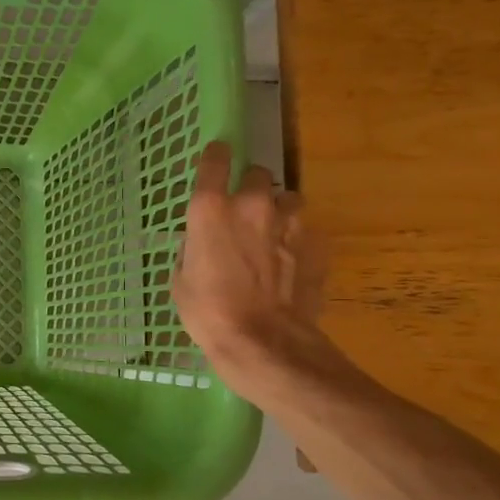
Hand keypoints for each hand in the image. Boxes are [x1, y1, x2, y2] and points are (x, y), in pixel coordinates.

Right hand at [172, 141, 331, 399]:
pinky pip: (306, 230)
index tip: (215, 160)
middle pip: (258, 174)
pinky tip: (289, 264)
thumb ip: (193, 248)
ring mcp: (291, 222)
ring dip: (279, 212)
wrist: (264, 342)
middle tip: (243, 213)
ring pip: (288, 200)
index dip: (215, 158)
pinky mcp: (318, 244)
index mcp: (212, 209)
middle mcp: (253, 204)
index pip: (215, 160)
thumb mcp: (181, 279)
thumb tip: (202, 243)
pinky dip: (297, 240)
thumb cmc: (208, 312)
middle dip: (251, 189)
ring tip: (271, 238)